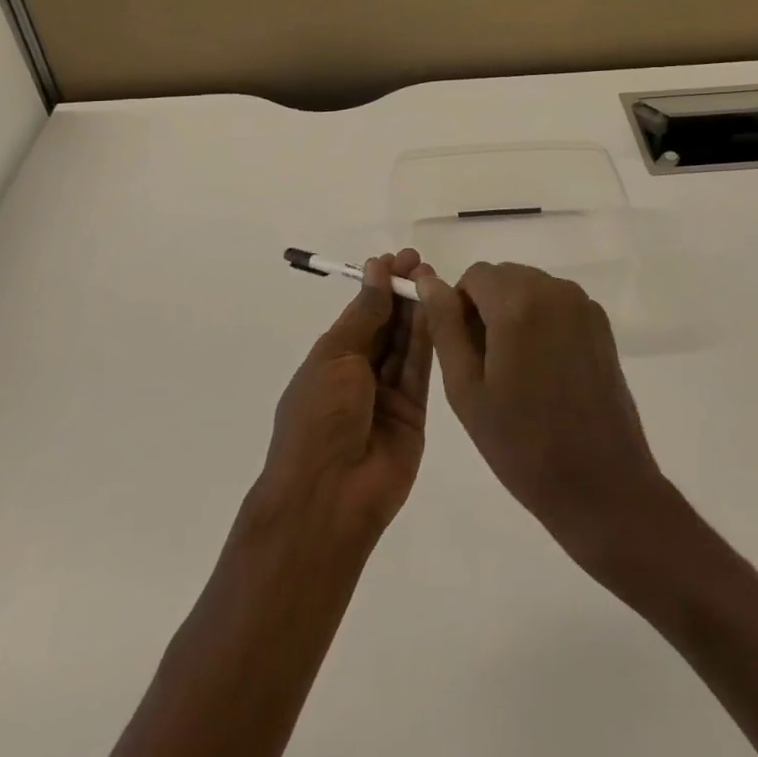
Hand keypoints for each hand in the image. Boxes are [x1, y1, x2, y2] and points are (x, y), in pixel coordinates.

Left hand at [255, 249, 432, 546]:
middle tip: (421, 263)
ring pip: (406, 344)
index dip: (378, 285)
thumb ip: (365, 314)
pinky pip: (421, 370)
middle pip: (387, 326)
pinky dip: (429, 339)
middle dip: (401, 293)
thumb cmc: (318, 418)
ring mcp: (388, 395)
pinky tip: (438, 309)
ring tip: (433, 278)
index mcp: (332, 359)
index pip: (361, 313)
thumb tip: (376, 270)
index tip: (398, 258)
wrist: (328, 497)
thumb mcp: (335, 357)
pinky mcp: (414, 414)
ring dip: (417, 311)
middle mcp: (360, 374)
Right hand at [415, 261, 671, 571]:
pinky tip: (548, 372)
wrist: (602, 485)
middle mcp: (553, 289)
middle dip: (488, 309)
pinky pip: (557, 304)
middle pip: (504, 277)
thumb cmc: (523, 444)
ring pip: (530, 288)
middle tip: (489, 368)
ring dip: (515, 314)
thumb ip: (444, 326)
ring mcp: (582, 304)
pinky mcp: (601, 323)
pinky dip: (543, 322)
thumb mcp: (466, 388)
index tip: (465, 352)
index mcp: (517, 302)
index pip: (474, 275)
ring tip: (519, 373)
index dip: (460, 308)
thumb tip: (428, 281)